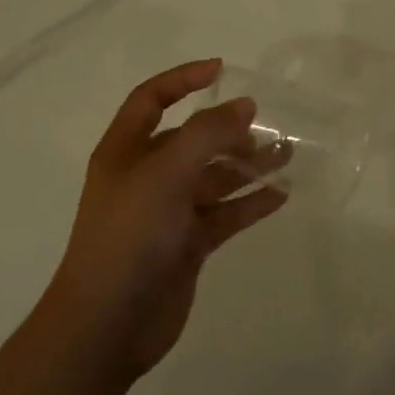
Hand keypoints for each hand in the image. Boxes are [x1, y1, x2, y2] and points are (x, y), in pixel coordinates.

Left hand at [46, 60, 287, 381]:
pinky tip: (281, 195)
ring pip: (214, 177)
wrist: (107, 324)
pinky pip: (224, 214)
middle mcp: (146, 176)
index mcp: (126, 151)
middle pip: (191, 139)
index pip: (151, 99)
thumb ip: (208, 134)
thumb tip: (245, 106)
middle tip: (267, 127)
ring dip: (247, 165)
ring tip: (287, 155)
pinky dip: (250, 203)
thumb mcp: (166, 172)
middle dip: (228, 130)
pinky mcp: (187, 245)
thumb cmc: (129, 235)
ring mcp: (167, 212)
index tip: (221, 70)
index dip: (182, 79)